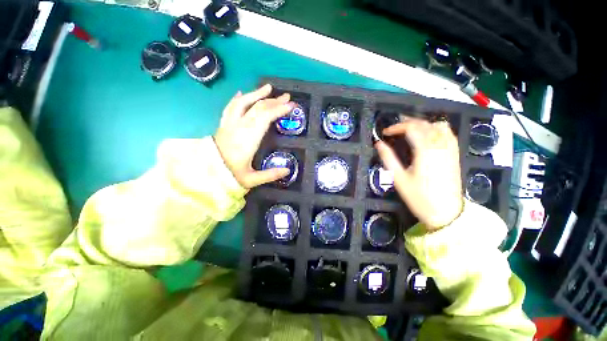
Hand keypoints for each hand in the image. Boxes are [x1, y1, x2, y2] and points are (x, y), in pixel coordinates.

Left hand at [215, 84, 292, 188]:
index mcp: (247, 139)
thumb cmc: (229, 176)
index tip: (291, 106)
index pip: (265, 117)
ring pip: (243, 103)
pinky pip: (230, 107)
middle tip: (287, 98)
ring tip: (269, 88)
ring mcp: (229, 124)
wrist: (204, 173)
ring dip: (257, 94)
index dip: (279, 110)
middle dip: (274, 101)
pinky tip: (242, 93)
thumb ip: (270, 175)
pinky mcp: (223, 124)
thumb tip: (287, 170)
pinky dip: (238, 99)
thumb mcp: (251, 180)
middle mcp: (238, 127)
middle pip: (257, 108)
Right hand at [375, 118, 463, 230]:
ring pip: (438, 125)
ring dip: (422, 124)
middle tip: (394, 130)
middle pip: (424, 124)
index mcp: (425, 151)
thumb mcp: (399, 178)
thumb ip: (388, 158)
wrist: (446, 212)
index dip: (396, 127)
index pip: (411, 128)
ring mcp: (450, 149)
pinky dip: (436, 128)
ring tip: (409, 130)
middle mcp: (440, 145)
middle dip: (407, 123)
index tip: (385, 133)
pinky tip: (427, 135)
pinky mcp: (454, 154)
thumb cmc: (419, 197)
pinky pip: (448, 133)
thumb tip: (378, 144)